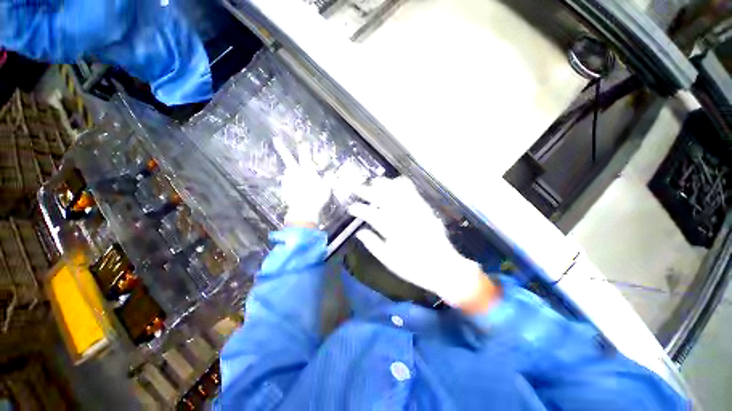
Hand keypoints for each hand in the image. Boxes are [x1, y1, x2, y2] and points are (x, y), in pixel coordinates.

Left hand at [274, 139, 331, 226]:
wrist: (303, 211)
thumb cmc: (317, 198)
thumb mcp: (327, 189)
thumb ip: (328, 180)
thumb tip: (330, 173)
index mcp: (307, 171)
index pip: (305, 156)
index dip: (304, 147)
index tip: (301, 139)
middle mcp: (296, 173)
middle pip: (288, 158)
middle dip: (282, 148)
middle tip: (275, 139)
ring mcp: (288, 181)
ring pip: (288, 172)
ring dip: (291, 172)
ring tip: (297, 178)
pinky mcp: (284, 189)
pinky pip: (288, 183)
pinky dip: (291, 183)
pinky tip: (296, 189)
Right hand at [348, 177, 492, 306]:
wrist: (443, 267)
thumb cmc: (413, 267)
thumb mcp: (389, 260)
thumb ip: (372, 244)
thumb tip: (359, 232)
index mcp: (392, 230)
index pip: (371, 214)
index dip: (359, 209)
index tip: (350, 207)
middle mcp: (403, 216)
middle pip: (382, 197)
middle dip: (367, 191)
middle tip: (358, 189)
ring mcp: (415, 210)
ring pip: (397, 190)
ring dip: (384, 184)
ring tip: (374, 182)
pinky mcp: (425, 208)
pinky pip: (413, 191)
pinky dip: (402, 185)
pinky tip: (395, 183)